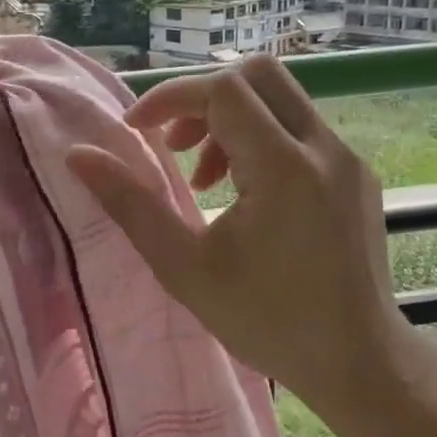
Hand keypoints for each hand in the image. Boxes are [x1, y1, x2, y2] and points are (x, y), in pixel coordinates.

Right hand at [66, 55, 408, 411]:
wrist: (358, 362)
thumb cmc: (266, 321)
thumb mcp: (184, 267)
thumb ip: (129, 204)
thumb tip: (78, 156)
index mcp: (284, 168)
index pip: (222, 90)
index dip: (170, 98)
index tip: (137, 132)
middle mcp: (325, 149)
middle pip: (258, 74)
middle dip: (203, 98)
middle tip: (173, 145)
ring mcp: (348, 159)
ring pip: (281, 99)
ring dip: (231, 119)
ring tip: (203, 177)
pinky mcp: (357, 175)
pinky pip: (301, 129)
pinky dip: (261, 138)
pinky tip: (244, 191)